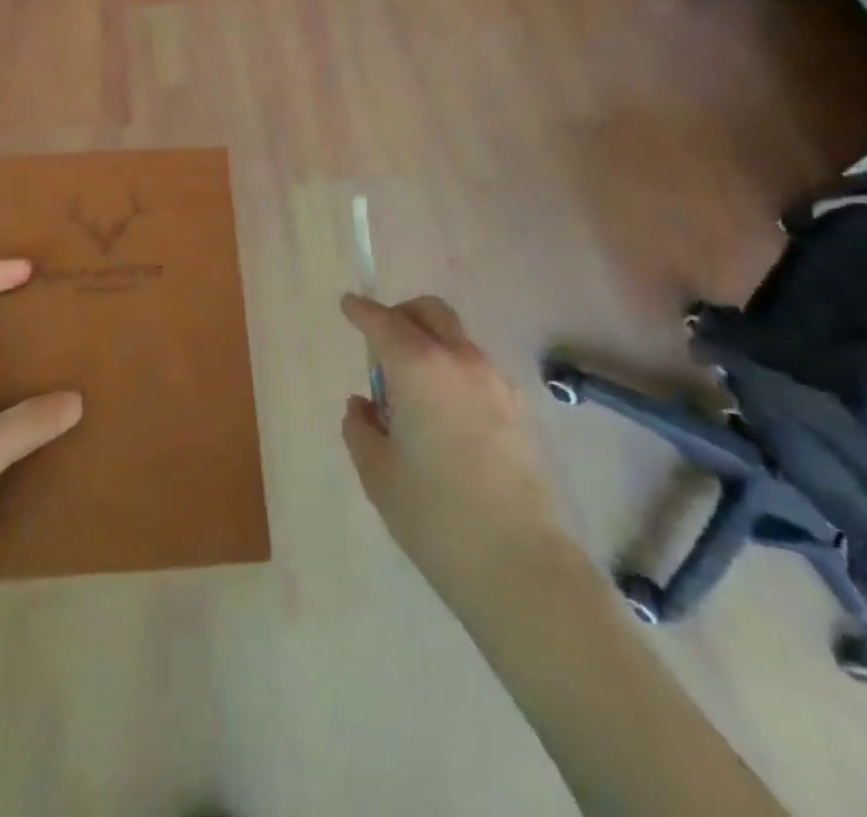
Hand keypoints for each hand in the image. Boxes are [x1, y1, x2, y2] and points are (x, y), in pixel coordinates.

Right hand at [340, 294, 567, 610]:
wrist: (518, 562)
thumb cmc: (433, 514)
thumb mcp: (377, 472)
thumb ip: (361, 428)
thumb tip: (363, 407)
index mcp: (418, 367)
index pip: (382, 321)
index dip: (361, 310)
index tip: (348, 305)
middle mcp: (459, 361)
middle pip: (429, 312)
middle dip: (401, 315)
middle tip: (381, 345)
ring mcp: (494, 382)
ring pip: (455, 339)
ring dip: (429, 346)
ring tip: (412, 394)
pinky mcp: (517, 408)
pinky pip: (475, 370)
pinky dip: (453, 372)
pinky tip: (444, 417)